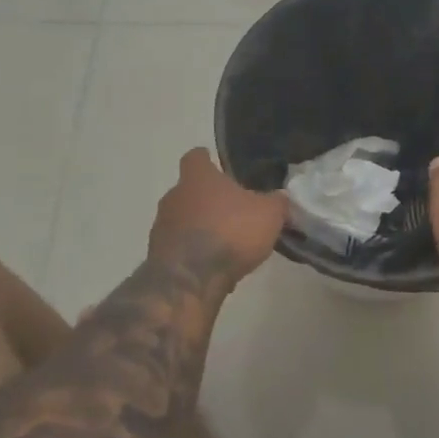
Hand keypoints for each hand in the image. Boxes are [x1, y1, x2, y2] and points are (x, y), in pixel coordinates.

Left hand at [149, 149, 286, 282]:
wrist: (190, 280)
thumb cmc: (230, 232)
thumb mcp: (269, 214)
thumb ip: (276, 202)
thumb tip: (280, 196)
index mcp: (198, 177)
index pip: (196, 157)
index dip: (208, 160)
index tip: (220, 167)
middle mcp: (174, 196)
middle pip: (190, 190)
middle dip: (209, 200)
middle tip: (233, 211)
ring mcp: (161, 226)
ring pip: (183, 220)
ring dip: (200, 228)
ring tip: (226, 245)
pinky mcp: (158, 256)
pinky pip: (179, 248)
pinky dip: (194, 254)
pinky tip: (214, 268)